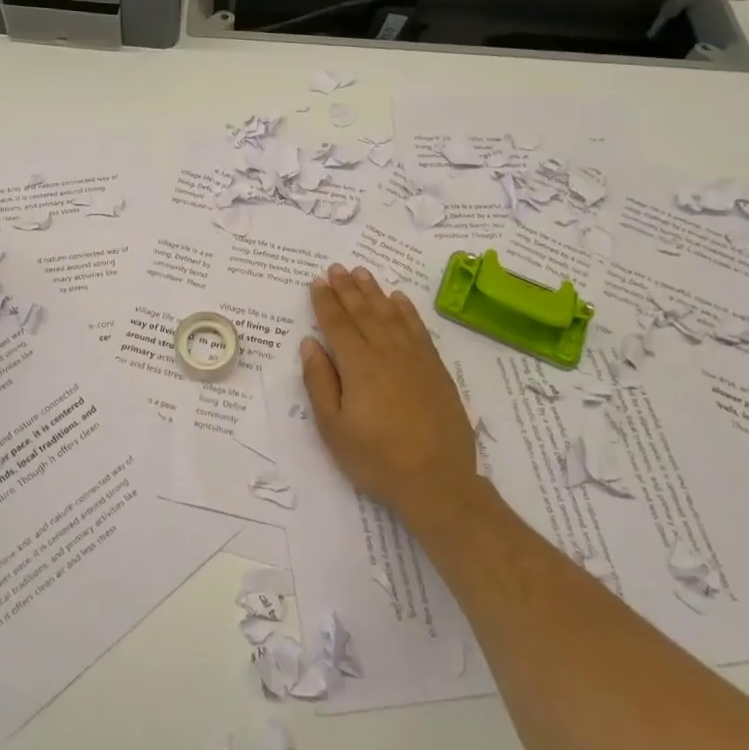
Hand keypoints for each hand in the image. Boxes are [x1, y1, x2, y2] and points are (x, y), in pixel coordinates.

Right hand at [300, 263, 478, 521]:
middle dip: (347, 288)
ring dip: (374, 291)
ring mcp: (415, 358)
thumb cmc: (376, 459)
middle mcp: (387, 352)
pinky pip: (418, 328)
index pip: (337, 324)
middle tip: (336, 267)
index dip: (325, 301)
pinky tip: (399, 299)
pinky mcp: (436, 369)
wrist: (438, 482)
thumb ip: (320, 382)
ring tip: (361, 272)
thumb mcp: (333, 428)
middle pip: (363, 312)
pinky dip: (406, 310)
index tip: (316, 281)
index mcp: (358, 365)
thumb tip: (310, 344)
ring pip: (391, 314)